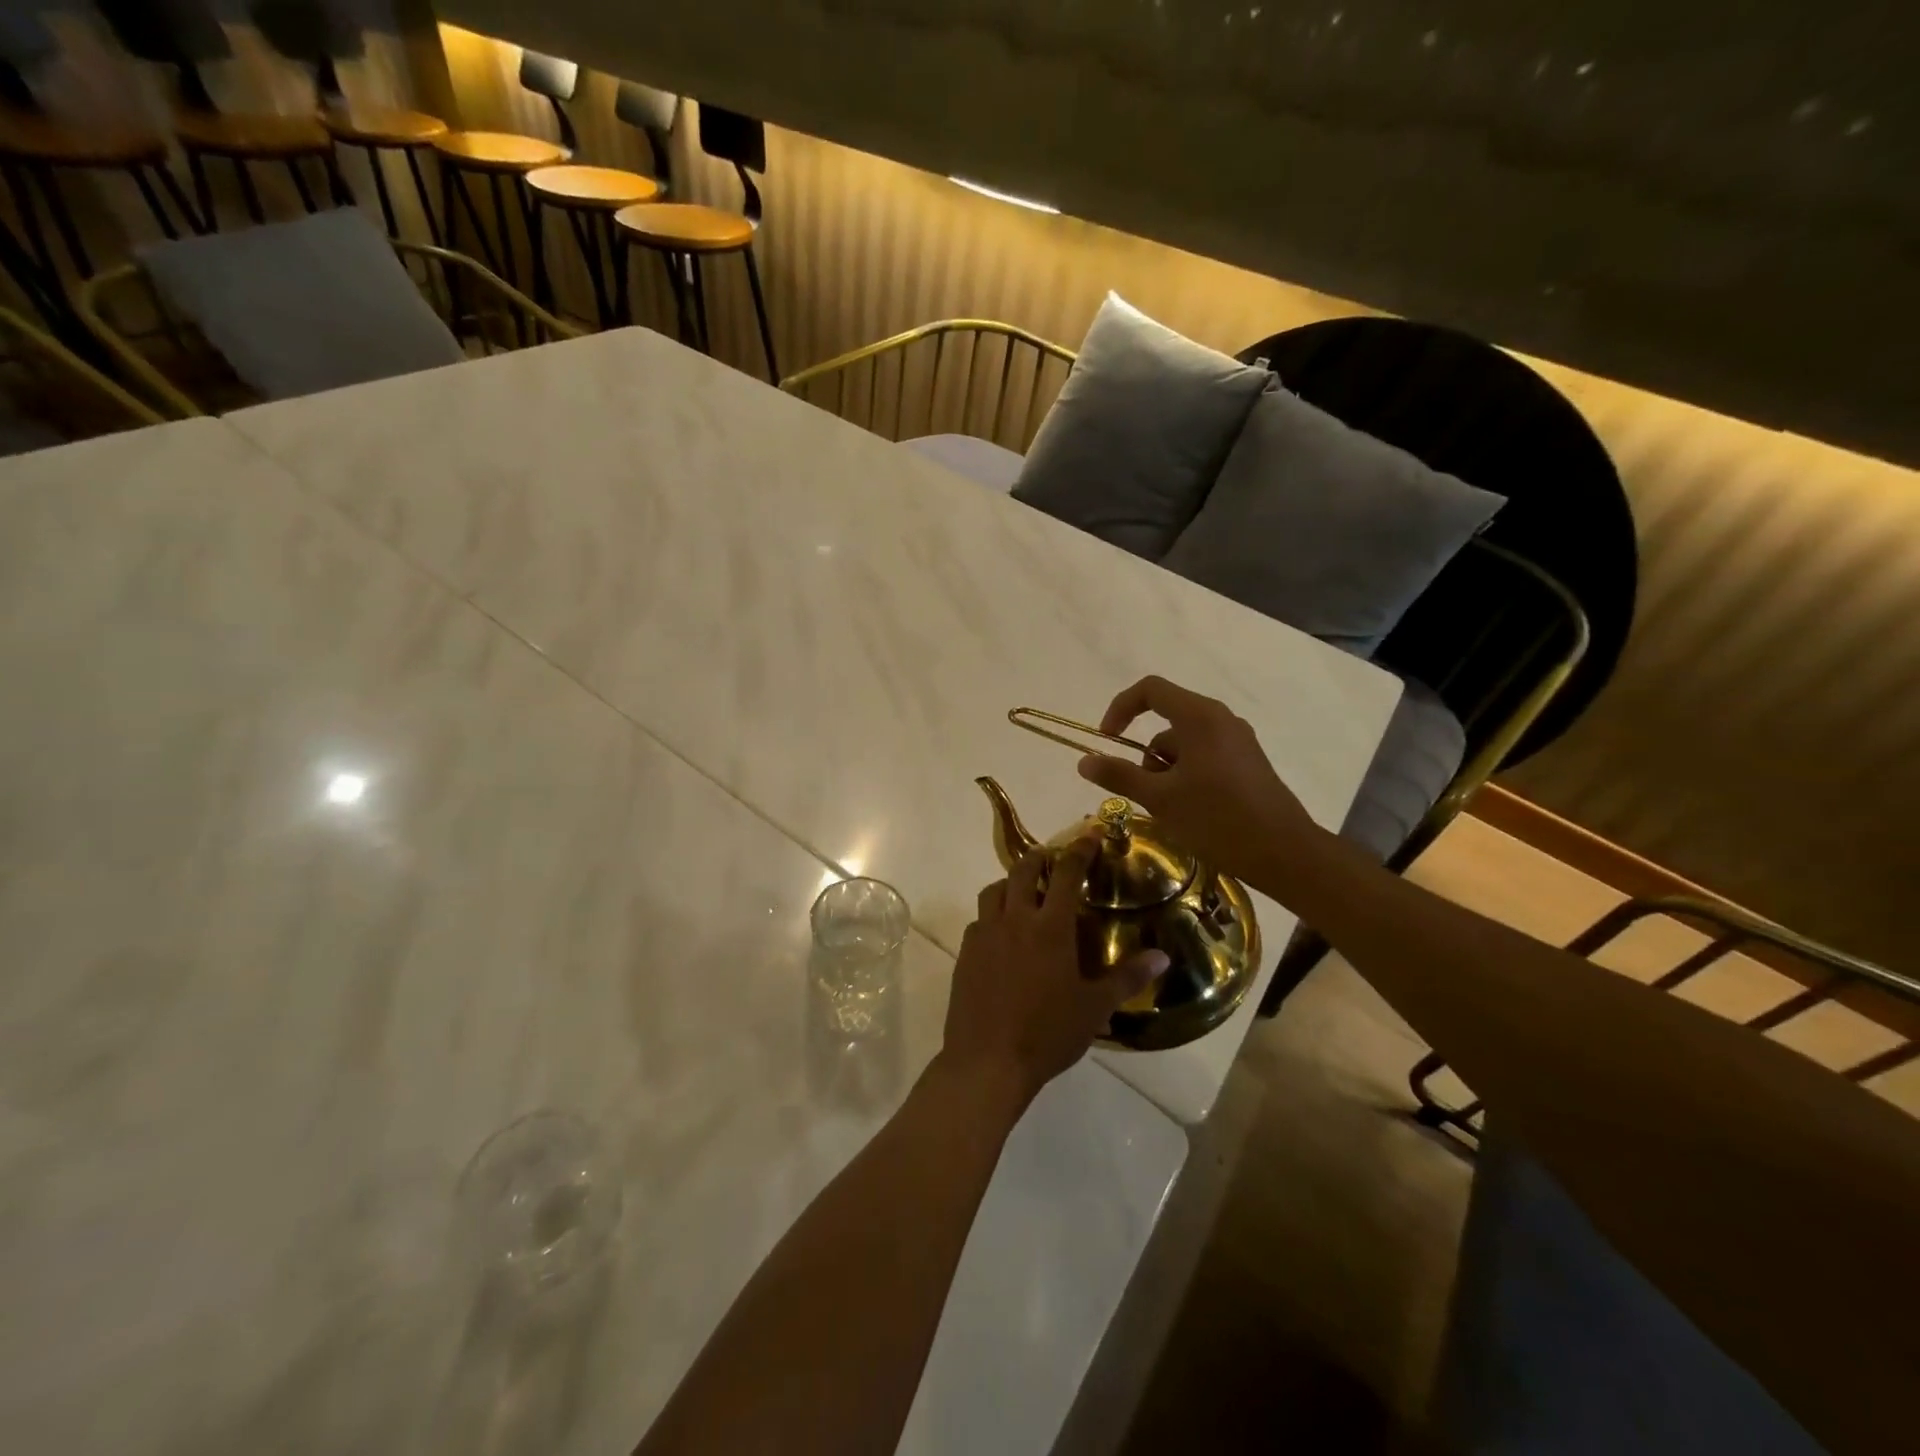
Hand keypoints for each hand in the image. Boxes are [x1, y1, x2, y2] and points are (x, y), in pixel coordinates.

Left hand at [939, 835, 1168, 1105]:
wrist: (988, 1061)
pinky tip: (1001, 935)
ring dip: (1010, 883)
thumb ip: (1127, 977)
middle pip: (1023, 871)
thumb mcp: (1094, 1007)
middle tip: (1052, 860)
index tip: (1088, 834)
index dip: (1079, 849)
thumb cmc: (1048, 1034)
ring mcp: (985, 934)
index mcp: (1050, 927)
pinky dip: (992, 915)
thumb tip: (1162, 957)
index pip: (1066, 874)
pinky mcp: (965, 952)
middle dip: (1039, 858)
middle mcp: (1015, 919)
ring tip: (1023, 894)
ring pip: (993, 890)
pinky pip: (978, 920)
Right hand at [1076, 675, 1326, 888]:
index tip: (1107, 741)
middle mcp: (1221, 720)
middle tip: (1145, 793)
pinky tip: (1192, 812)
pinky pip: (1204, 757)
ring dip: (1166, 771)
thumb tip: (1084, 760)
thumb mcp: (1160, 799)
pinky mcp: (1248, 763)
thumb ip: (1119, 775)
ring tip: (1171, 811)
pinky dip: (1187, 777)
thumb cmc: (1218, 819)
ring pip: (1185, 744)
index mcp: (1200, 717)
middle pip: (1166, 721)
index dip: (1120, 709)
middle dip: (1146, 755)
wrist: (1285, 853)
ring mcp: (1238, 741)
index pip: (1150, 690)